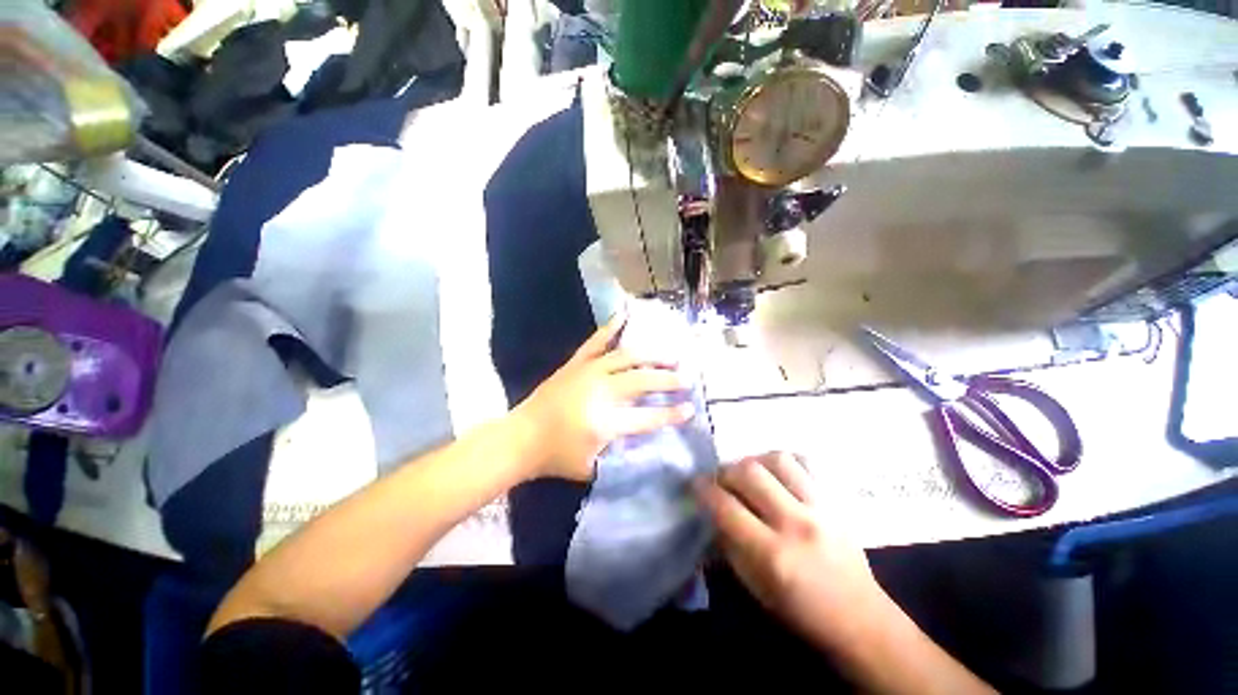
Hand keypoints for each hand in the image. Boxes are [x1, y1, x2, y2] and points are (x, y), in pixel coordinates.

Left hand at [512, 313, 694, 480]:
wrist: (520, 439)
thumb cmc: (556, 457)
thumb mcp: (593, 467)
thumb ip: (620, 453)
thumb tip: (642, 438)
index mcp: (605, 420)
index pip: (648, 417)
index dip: (671, 414)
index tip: (691, 408)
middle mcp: (601, 390)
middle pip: (642, 380)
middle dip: (668, 379)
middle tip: (686, 378)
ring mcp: (588, 371)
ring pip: (627, 357)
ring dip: (651, 355)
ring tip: (669, 355)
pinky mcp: (576, 363)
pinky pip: (597, 341)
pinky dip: (611, 327)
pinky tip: (624, 314)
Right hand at [694, 453, 884, 649]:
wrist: (861, 619)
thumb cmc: (800, 611)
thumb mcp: (754, 587)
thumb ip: (729, 544)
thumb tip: (712, 511)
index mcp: (772, 555)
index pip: (725, 506)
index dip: (703, 489)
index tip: (695, 484)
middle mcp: (795, 524)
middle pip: (749, 472)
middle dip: (726, 471)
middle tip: (722, 481)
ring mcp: (820, 508)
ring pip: (777, 459)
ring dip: (754, 462)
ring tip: (751, 475)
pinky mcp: (835, 501)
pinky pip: (806, 463)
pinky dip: (785, 462)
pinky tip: (778, 474)